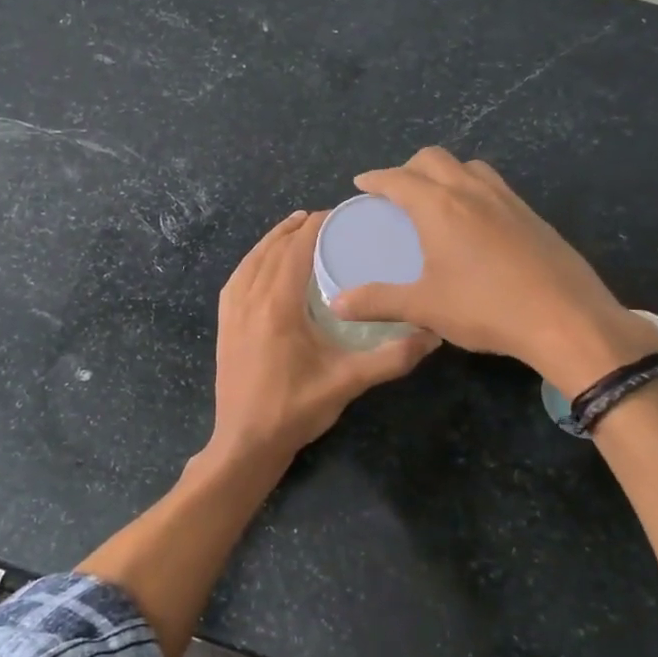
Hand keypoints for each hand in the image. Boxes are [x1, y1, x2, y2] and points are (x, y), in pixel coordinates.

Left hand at [209, 209, 437, 467]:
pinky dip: (252, 261)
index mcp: (277, 305)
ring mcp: (232, 312)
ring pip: (251, 261)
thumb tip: (434, 334)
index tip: (340, 214)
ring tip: (295, 228)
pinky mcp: (224, 325)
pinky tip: (262, 264)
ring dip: (272, 240)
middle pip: (272, 249)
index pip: (296, 249)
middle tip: (326, 219)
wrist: (245, 443)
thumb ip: (391, 357)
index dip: (316, 226)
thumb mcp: (348, 382)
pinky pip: (236, 279)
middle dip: (297, 228)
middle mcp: (250, 299)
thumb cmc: (295, 410)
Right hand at [328, 148, 657, 395]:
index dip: (375, 178)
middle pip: (434, 159)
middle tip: (396, 192)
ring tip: (436, 200)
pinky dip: (473, 189)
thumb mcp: (424, 307)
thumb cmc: (486, 308)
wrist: (565, 318)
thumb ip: (378, 302)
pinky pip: (494, 186)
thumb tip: (337, 303)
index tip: (362, 183)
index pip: (398, 179)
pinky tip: (476, 223)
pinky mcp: (532, 215)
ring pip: (469, 167)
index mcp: (440, 207)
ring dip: (445, 173)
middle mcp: (472, 192)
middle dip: (408, 168)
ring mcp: (507, 200)